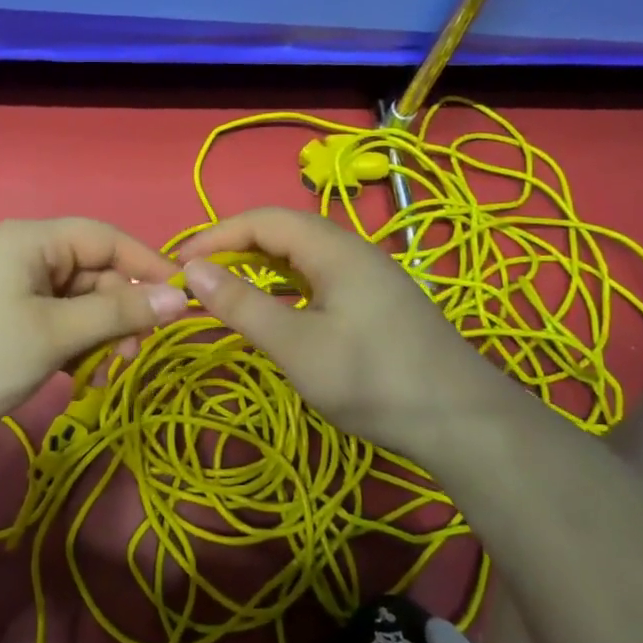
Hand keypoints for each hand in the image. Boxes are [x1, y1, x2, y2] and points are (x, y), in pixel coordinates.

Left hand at [0, 218, 185, 443]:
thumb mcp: (55, 335)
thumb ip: (118, 313)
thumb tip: (180, 297)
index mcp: (34, 240)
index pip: (107, 237)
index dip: (147, 264)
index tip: (182, 300)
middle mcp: (24, 253)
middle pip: (93, 271)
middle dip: (119, 310)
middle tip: (135, 352)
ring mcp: (11, 285)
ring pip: (76, 300)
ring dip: (98, 333)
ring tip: (103, 372)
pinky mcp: (3, 315)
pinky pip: (54, 319)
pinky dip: (73, 343)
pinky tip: (78, 375)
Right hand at [177, 208, 536, 459]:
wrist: (462, 422)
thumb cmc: (372, 379)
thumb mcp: (296, 345)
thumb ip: (242, 305)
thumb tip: (193, 272)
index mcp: (334, 249)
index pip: (263, 220)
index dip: (217, 235)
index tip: (180, 264)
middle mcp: (353, 250)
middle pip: (284, 230)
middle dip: (236, 246)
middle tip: (198, 275)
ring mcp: (370, 276)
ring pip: (304, 254)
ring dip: (261, 264)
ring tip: (227, 287)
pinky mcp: (379, 301)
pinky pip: (321, 276)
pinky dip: (287, 283)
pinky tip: (278, 308)